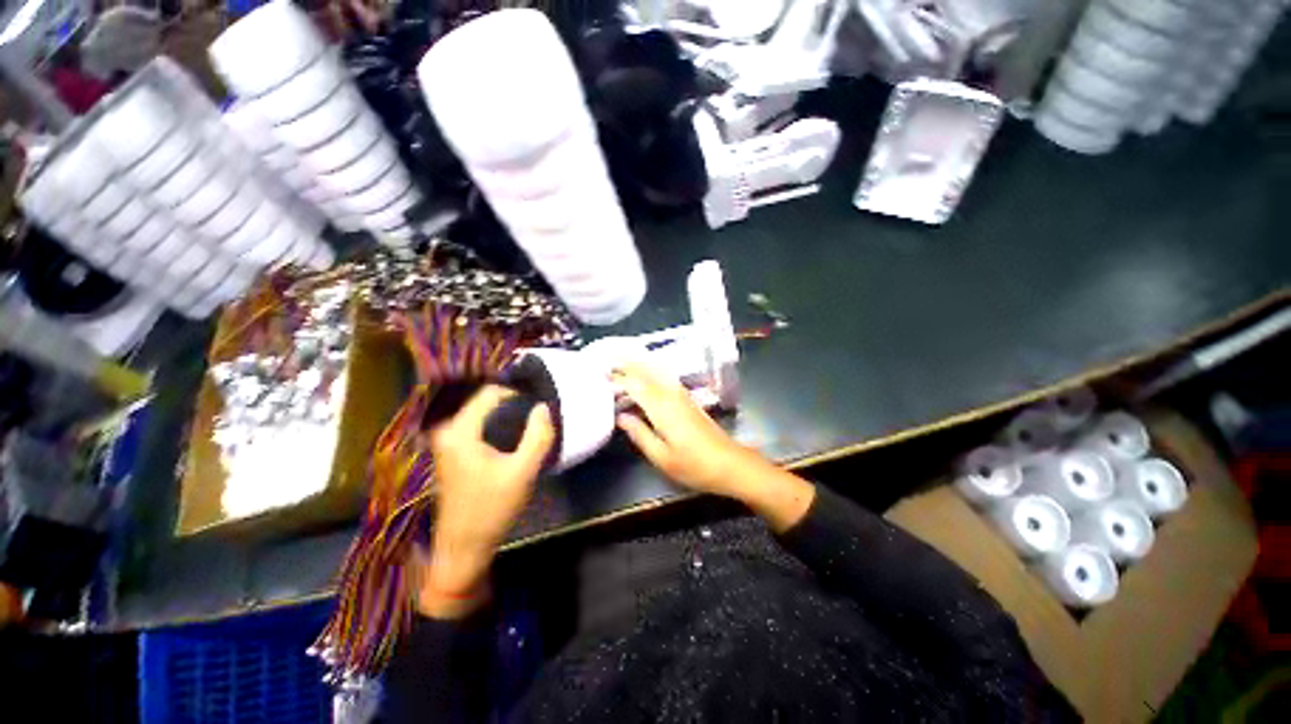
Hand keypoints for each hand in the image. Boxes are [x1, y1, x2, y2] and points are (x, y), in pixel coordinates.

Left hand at [418, 386, 553, 617]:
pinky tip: (516, 436)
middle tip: (540, 412)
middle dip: (514, 402)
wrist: (463, 548)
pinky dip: (499, 424)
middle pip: (486, 400)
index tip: (541, 401)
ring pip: (483, 413)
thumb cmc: (492, 509)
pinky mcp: (453, 451)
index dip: (518, 392)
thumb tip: (545, 406)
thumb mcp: (523, 471)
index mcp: (460, 431)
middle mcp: (448, 430)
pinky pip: (479, 425)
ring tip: (532, 423)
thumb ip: (538, 436)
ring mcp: (448, 441)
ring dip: (508, 414)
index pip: (491, 392)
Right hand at [612, 363, 760, 496]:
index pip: (635, 385)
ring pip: (658, 372)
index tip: (602, 375)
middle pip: (647, 372)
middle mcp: (672, 395)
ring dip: (640, 364)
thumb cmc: (694, 465)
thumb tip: (621, 417)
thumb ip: (640, 434)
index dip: (619, 379)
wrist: (729, 463)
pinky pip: (666, 378)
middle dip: (628, 364)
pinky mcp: (689, 400)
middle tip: (609, 360)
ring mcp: (683, 395)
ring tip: (624, 359)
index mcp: (662, 409)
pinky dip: (653, 371)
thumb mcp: (662, 457)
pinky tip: (649, 372)